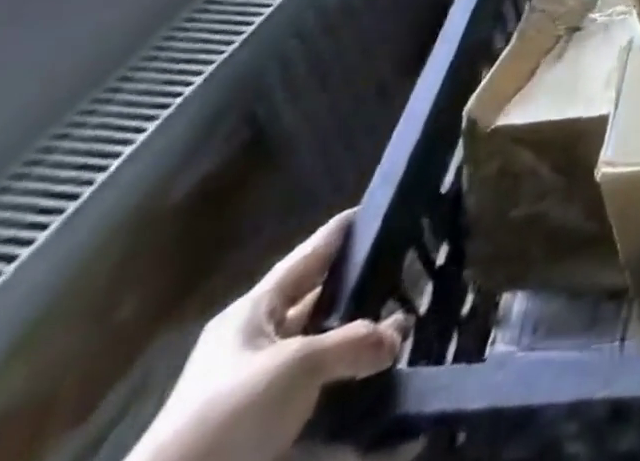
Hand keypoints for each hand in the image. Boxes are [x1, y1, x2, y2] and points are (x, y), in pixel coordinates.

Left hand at [129, 210, 411, 460]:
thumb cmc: (228, 416)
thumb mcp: (299, 366)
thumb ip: (355, 341)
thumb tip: (398, 335)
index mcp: (254, 313)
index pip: (309, 255)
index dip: (344, 230)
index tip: (385, 207)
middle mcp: (256, 345)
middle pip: (319, 304)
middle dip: (362, 291)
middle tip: (411, 272)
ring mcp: (260, 392)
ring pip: (323, 351)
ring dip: (360, 345)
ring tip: (409, 330)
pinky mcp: (267, 433)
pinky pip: (322, 400)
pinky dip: (352, 394)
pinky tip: (388, 387)